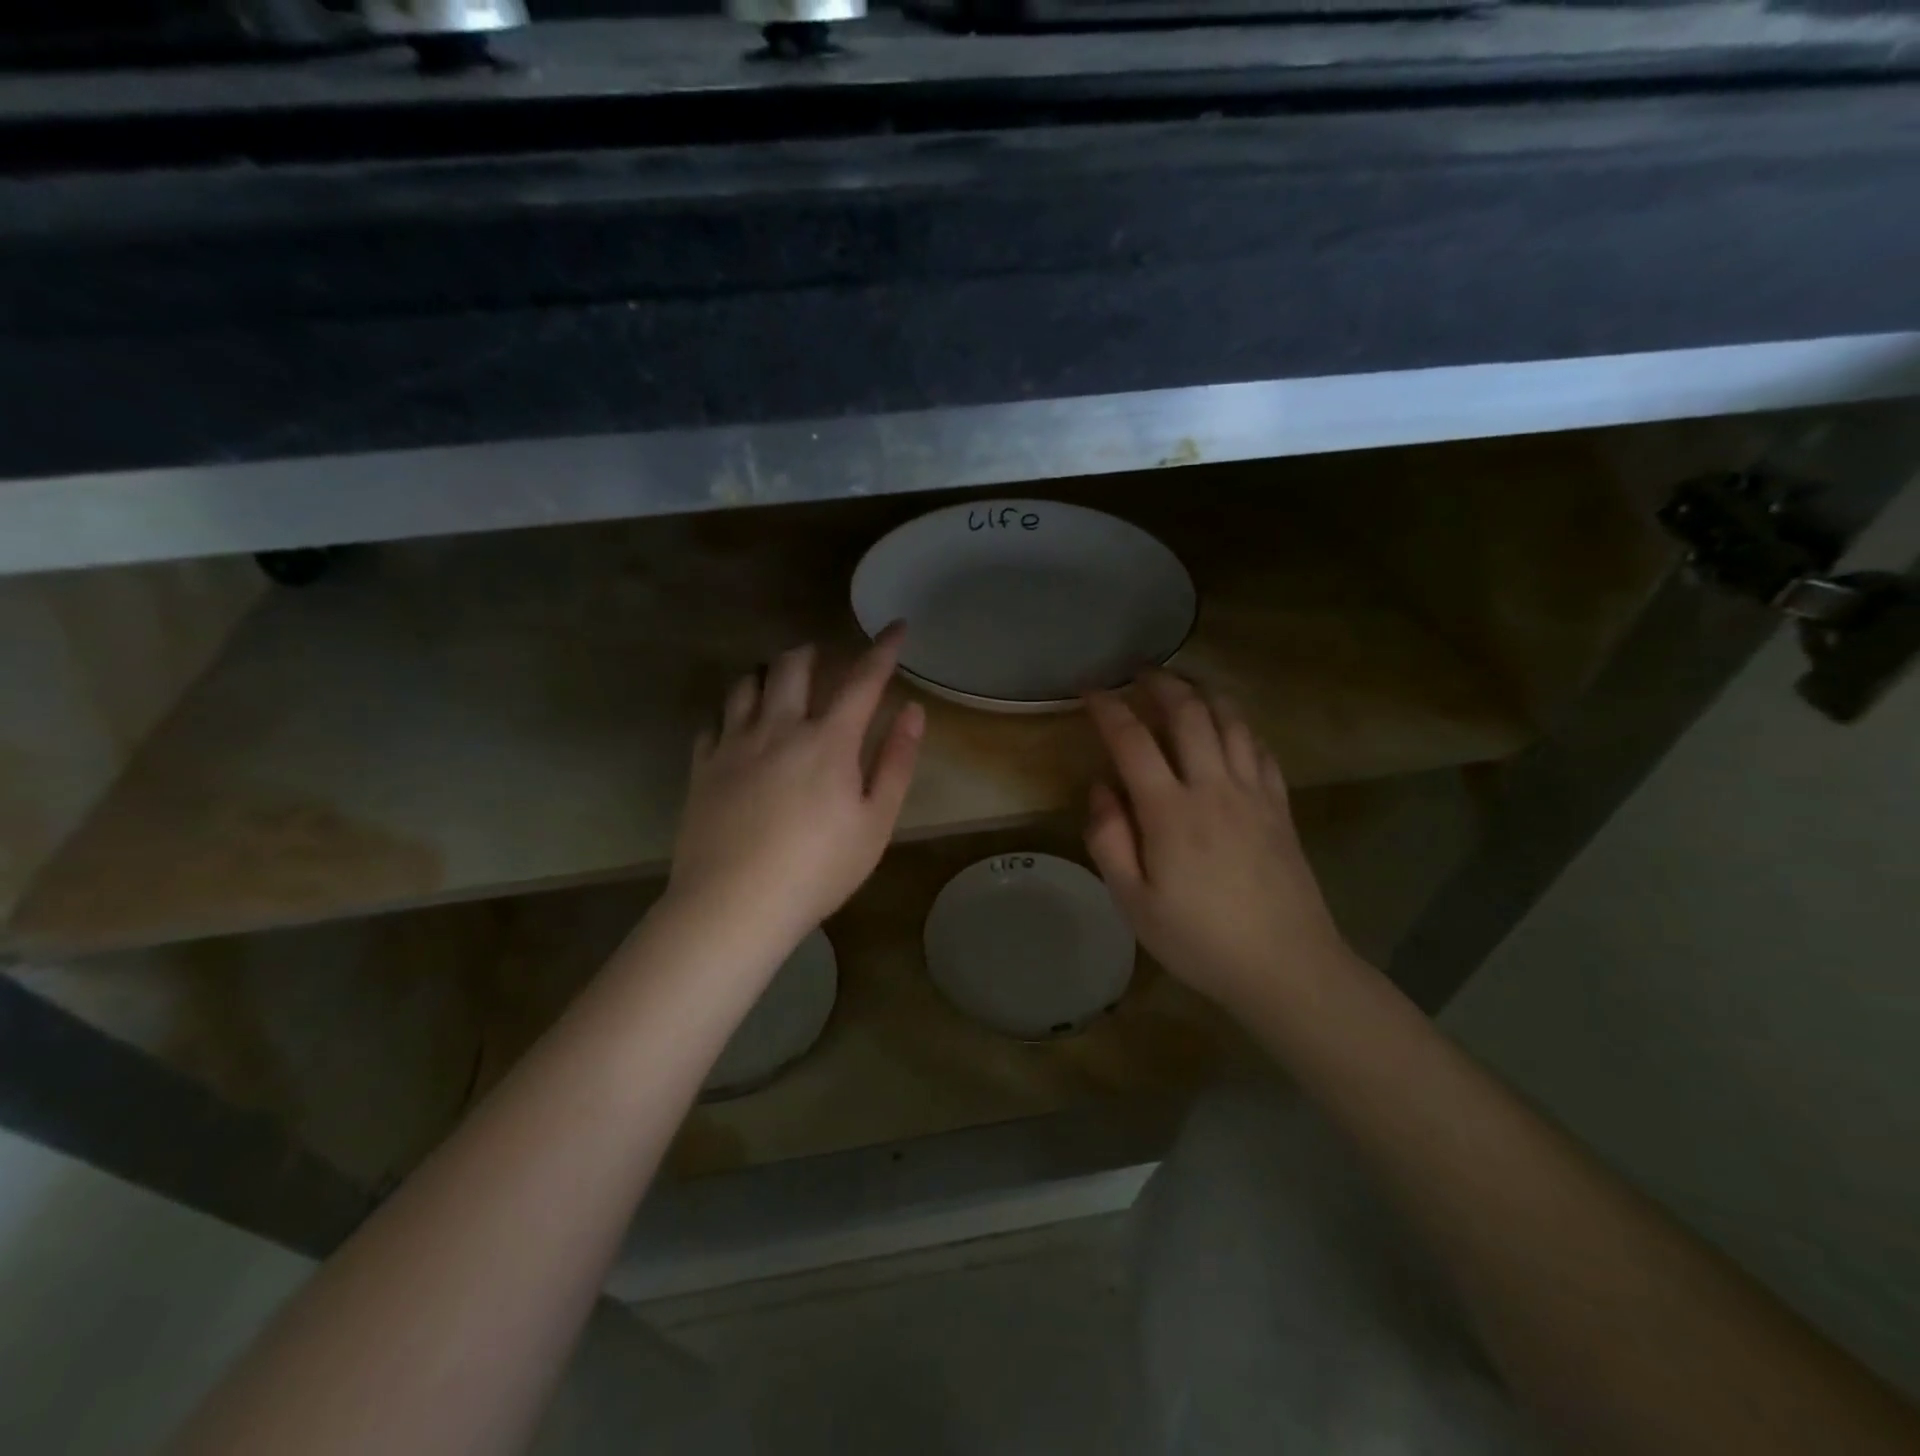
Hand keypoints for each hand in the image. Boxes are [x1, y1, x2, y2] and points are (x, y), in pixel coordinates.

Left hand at [668, 625, 924, 953]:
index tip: (896, 627)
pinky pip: (714, 720)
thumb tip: (912, 711)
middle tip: (826, 659)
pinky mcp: (703, 766)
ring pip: (746, 683)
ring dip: (768, 672)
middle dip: (814, 653)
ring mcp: (734, 744)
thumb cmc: (818, 868)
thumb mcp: (875, 822)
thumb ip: (896, 762)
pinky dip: (731, 712)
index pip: (862, 679)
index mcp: (828, 740)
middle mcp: (779, 727)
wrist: (734, 904)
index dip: (883, 649)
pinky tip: (736, 726)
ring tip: (778, 682)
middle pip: (793, 666)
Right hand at [1083, 672, 1353, 1014]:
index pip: (1133, 740)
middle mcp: (1213, 787)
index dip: (1108, 708)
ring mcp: (1253, 793)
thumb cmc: (1199, 940)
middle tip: (1139, 672)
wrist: (1286, 967)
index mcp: (1170, 811)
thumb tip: (1100, 788)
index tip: (1090, 690)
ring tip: (1183, 684)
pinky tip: (1229, 727)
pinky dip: (1238, 726)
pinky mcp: (1280, 805)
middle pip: (1189, 713)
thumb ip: (1109, 839)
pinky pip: (1260, 747)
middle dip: (1160, 683)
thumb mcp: (1133, 902)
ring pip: (1230, 720)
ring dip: (1203, 693)